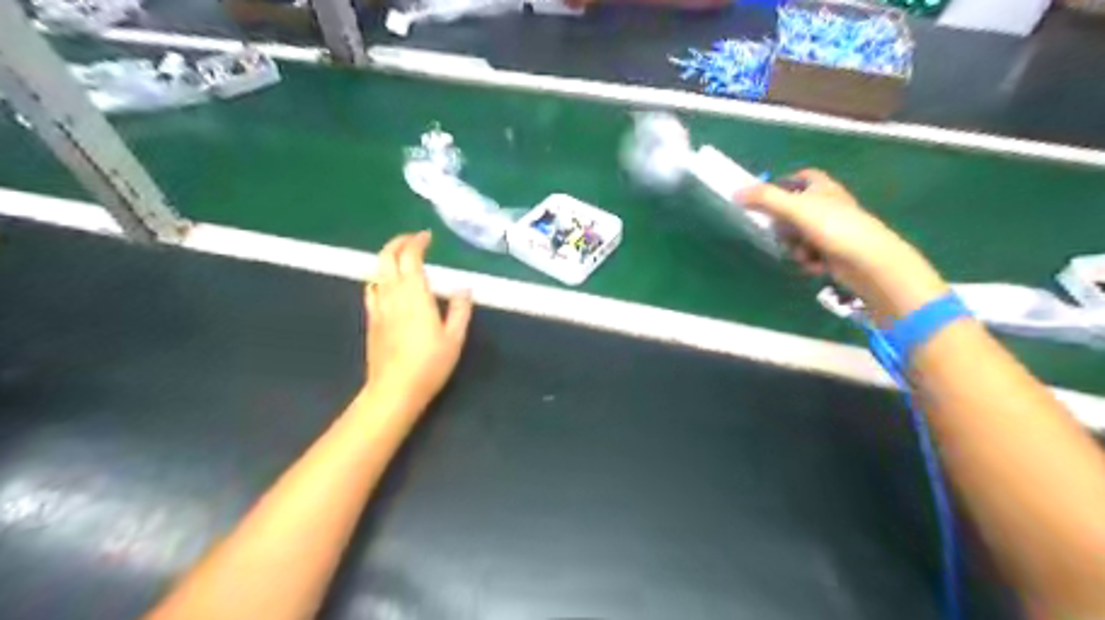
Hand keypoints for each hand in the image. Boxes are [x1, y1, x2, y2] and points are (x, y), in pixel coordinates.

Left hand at [365, 230, 471, 407]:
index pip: (410, 257)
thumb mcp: (455, 338)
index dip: (417, 242)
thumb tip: (464, 289)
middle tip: (412, 240)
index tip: (427, 237)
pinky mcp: (371, 320)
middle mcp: (392, 294)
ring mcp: (378, 307)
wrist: (394, 389)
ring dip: (387, 258)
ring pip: (376, 272)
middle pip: (386, 258)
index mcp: (415, 294)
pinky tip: (387, 286)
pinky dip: (380, 279)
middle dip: (398, 243)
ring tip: (402, 259)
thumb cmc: (429, 364)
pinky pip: (372, 290)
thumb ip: (460, 310)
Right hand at [731, 169, 948, 321]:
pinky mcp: (834, 251)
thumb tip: (735, 191)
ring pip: (798, 235)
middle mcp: (828, 205)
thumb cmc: (834, 227)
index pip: (800, 177)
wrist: (869, 262)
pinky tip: (816, 265)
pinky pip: (810, 253)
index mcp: (823, 187)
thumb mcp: (795, 208)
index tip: (765, 199)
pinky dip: (809, 259)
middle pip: (793, 210)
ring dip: (795, 247)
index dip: (782, 185)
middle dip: (783, 226)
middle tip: (781, 233)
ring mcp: (832, 229)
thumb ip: (765, 198)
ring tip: (804, 254)